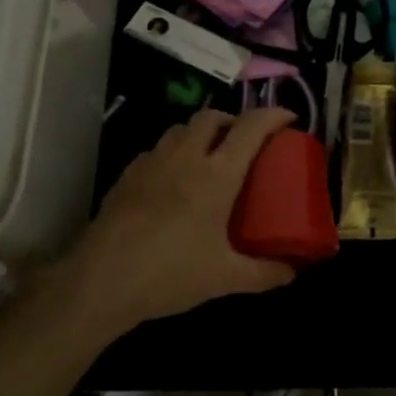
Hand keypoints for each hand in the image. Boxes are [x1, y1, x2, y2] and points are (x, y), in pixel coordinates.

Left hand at [66, 106, 299, 334]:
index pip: (251, 127)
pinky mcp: (127, 175)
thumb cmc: (171, 274)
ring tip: (209, 157)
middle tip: (245, 142)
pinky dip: (173, 153)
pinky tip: (172, 180)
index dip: (273, 115)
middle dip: (233, 120)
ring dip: (201, 133)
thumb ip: (265, 273)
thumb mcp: (226, 278)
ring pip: (181, 128)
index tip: (289, 118)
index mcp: (217, 174)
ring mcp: (152, 163)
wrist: (102, 281)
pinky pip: (156, 150)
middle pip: (212, 116)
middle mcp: (186, 157)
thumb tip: (293, 271)